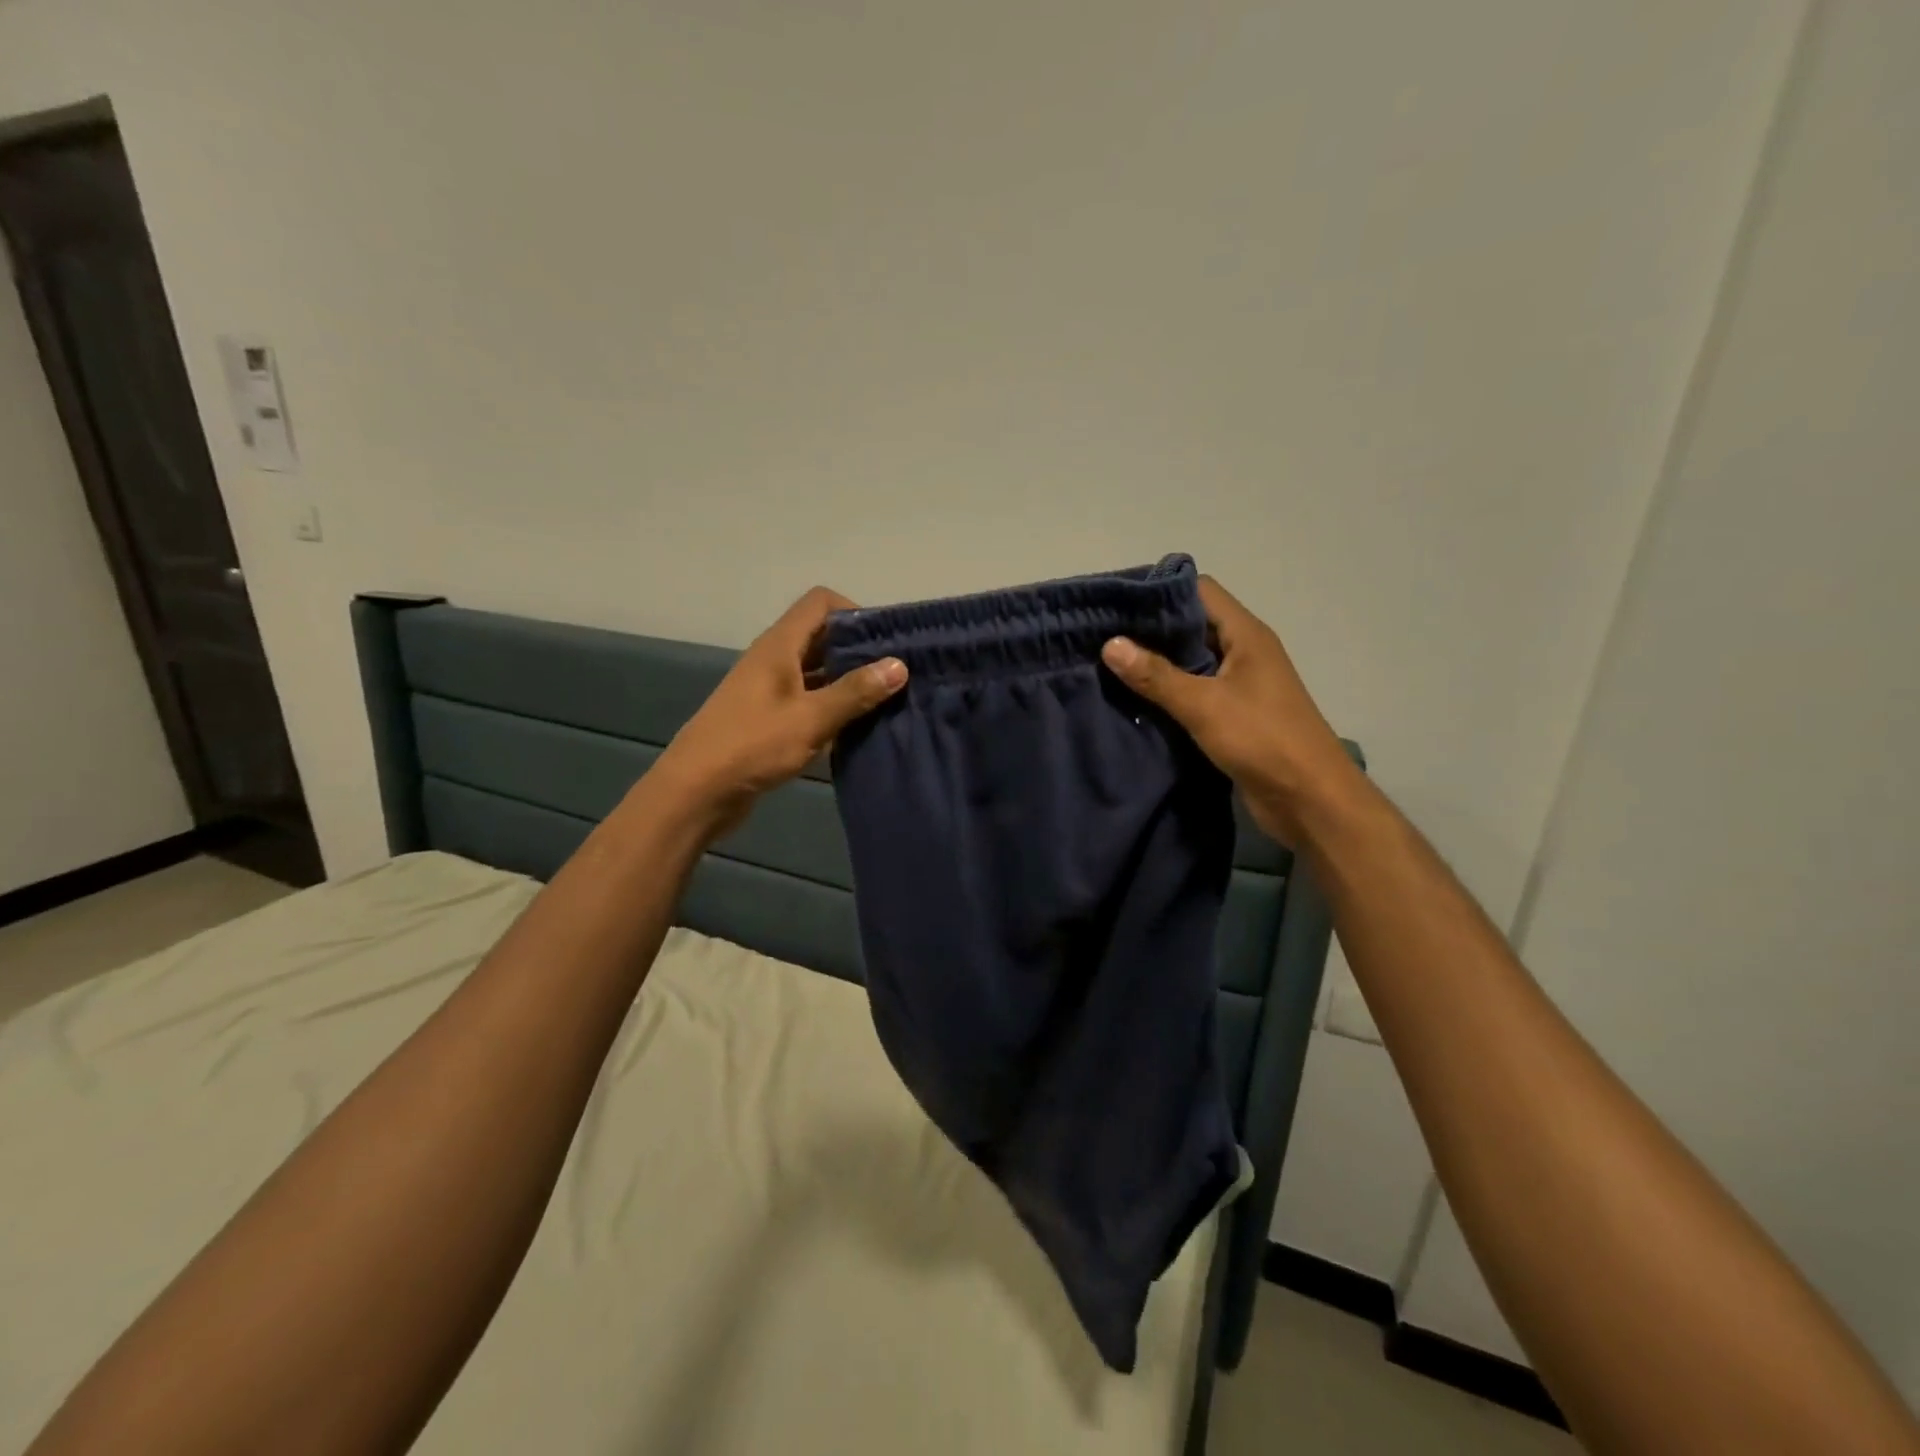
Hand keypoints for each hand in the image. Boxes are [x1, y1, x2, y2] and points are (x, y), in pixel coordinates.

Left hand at [653, 587, 906, 837]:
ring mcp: (770, 689)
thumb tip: (899, 665)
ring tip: (887, 700)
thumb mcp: (811, 718)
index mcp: (779, 646)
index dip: (855, 612)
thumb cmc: (752, 746)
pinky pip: (809, 699)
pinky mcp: (769, 718)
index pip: (820, 603)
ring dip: (848, 681)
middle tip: (897, 673)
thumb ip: (855, 692)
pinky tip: (858, 726)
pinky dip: (833, 706)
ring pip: (817, 671)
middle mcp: (774, 659)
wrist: (696, 792)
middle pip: (822, 636)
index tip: (885, 641)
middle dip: (859, 649)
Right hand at [1101, 577, 1355, 844]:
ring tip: (1110, 665)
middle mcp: (1244, 651)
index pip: (1200, 590)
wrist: (1309, 799)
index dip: (1160, 591)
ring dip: (1157, 663)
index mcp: (1246, 635)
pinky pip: (1195, 691)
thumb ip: (1156, 675)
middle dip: (1150, 629)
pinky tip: (1135, 700)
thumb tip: (1110, 644)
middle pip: (1193, 624)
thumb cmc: (1263, 740)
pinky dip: (1168, 692)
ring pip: (1191, 660)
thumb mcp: (1204, 705)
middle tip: (1103, 635)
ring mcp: (1240, 684)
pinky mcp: (1234, 714)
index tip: (1117, 603)